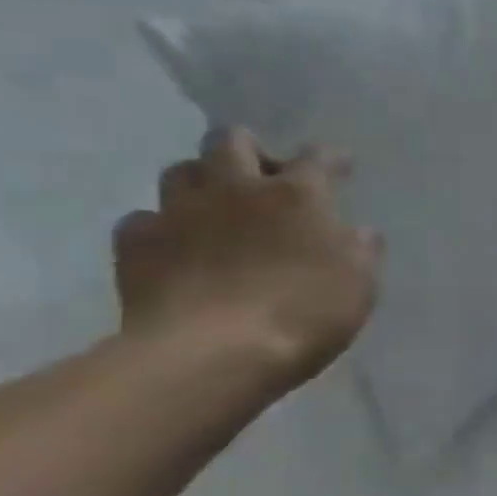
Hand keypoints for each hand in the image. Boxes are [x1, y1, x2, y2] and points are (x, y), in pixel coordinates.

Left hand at [114, 128, 381, 391]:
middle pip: (231, 140)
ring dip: (201, 182)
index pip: (317, 157)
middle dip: (250, 151)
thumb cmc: (303, 313)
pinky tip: (173, 248)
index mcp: (297, 195)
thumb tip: (358, 232)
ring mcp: (180, 213)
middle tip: (263, 179)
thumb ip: (360, 250)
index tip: (340, 167)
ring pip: (181, 171)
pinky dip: (159, 227)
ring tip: (214, 208)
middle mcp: (236, 188)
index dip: (331, 158)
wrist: (212, 355)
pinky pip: (142, 220)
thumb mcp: (359, 284)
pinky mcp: (136, 245)